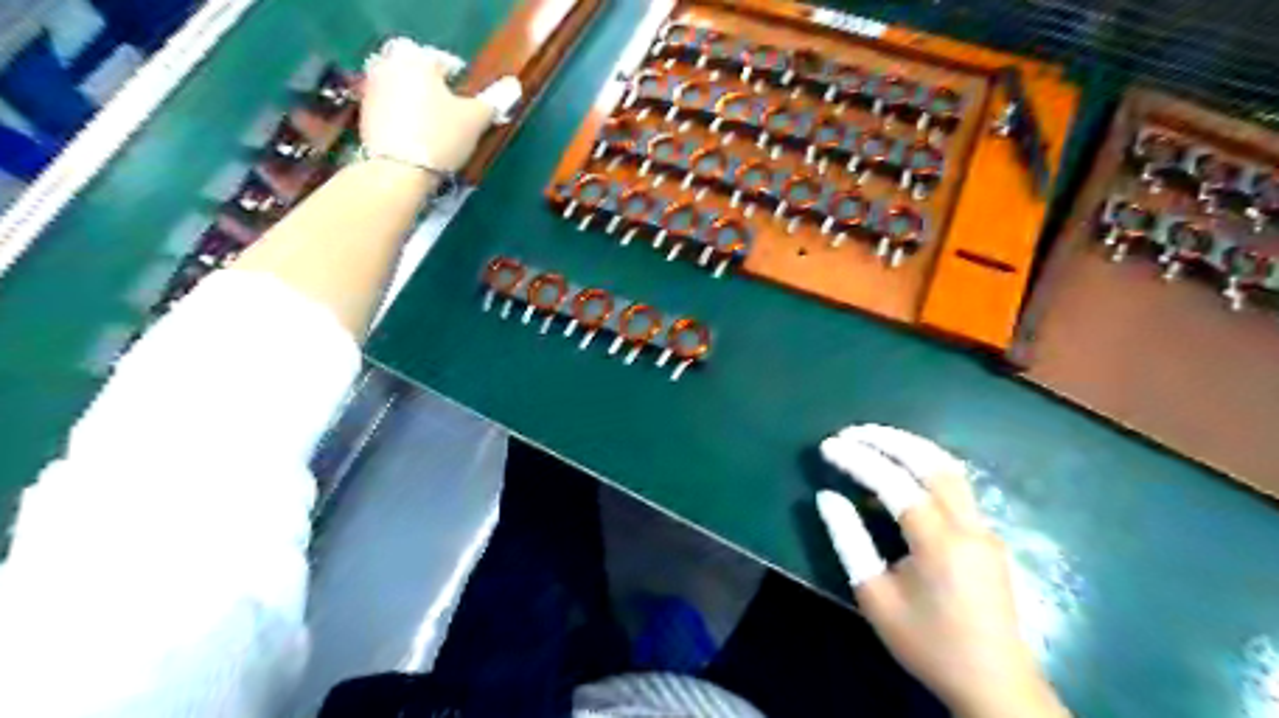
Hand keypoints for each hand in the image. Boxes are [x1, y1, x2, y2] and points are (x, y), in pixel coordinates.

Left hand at [356, 37, 521, 172]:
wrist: (397, 172)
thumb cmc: (441, 138)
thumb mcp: (475, 120)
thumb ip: (494, 101)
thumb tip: (513, 85)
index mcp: (417, 58)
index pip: (446, 62)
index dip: (463, 84)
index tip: (471, 107)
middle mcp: (389, 64)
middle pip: (421, 74)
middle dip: (436, 91)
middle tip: (452, 117)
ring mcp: (373, 88)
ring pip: (405, 91)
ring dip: (419, 104)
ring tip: (435, 131)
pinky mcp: (364, 113)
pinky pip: (391, 109)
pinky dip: (404, 119)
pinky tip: (416, 140)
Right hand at [819, 424, 1070, 717]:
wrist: (995, 685)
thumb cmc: (928, 644)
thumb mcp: (875, 597)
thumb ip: (849, 541)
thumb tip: (827, 497)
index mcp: (939, 542)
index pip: (894, 482)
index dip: (858, 459)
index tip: (827, 446)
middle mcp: (968, 525)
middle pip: (931, 461)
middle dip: (888, 438)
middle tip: (852, 431)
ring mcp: (984, 528)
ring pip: (949, 469)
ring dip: (910, 447)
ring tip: (874, 439)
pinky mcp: (987, 537)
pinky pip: (955, 487)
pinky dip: (924, 467)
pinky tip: (901, 473)